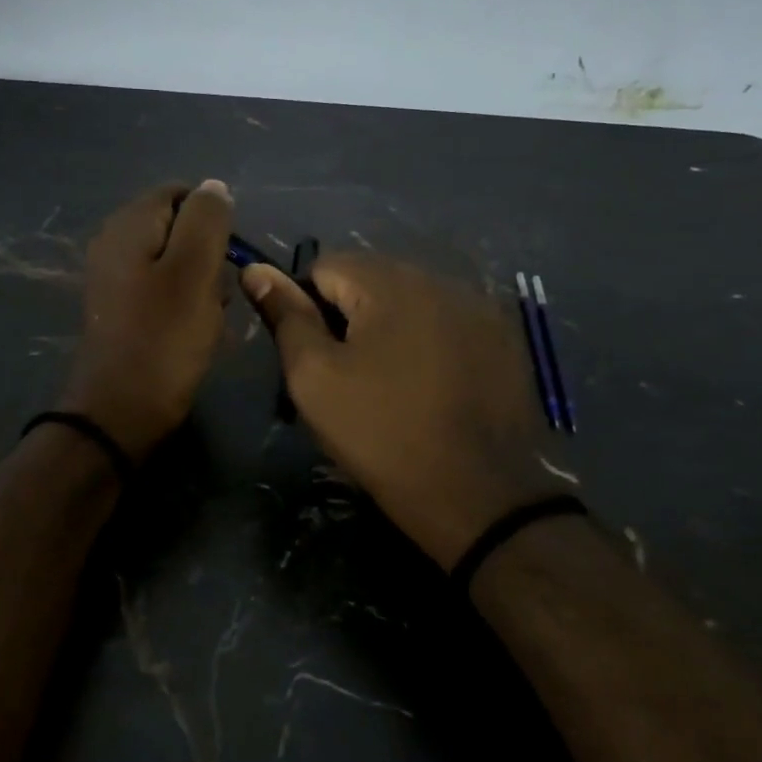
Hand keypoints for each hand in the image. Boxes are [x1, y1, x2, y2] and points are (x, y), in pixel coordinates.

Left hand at [59, 181, 233, 459]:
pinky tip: (192, 331)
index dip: (212, 219)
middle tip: (217, 291)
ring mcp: (113, 278)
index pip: (180, 193)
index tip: (228, 257)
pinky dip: (182, 305)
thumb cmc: (164, 339)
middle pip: (176, 228)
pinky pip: (161, 291)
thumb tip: (213, 187)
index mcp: (128, 225)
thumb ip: (206, 220)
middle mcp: (113, 243)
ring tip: (208, 317)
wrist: (120, 411)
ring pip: (174, 263)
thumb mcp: (195, 271)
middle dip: (207, 256)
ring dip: (199, 284)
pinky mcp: (119, 309)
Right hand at [242, 253, 574, 569]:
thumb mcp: (314, 378)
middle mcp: (440, 278)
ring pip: (411, 299)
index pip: (326, 265)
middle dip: (351, 315)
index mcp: (390, 282)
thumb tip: (256, 269)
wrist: (476, 495)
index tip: (316, 357)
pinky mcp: (505, 338)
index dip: (307, 307)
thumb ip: (286, 316)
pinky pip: (448, 321)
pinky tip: (431, 385)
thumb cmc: (380, 433)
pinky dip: (430, 341)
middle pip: (372, 279)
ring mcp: (479, 307)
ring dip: (391, 326)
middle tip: (350, 373)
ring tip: (391, 381)